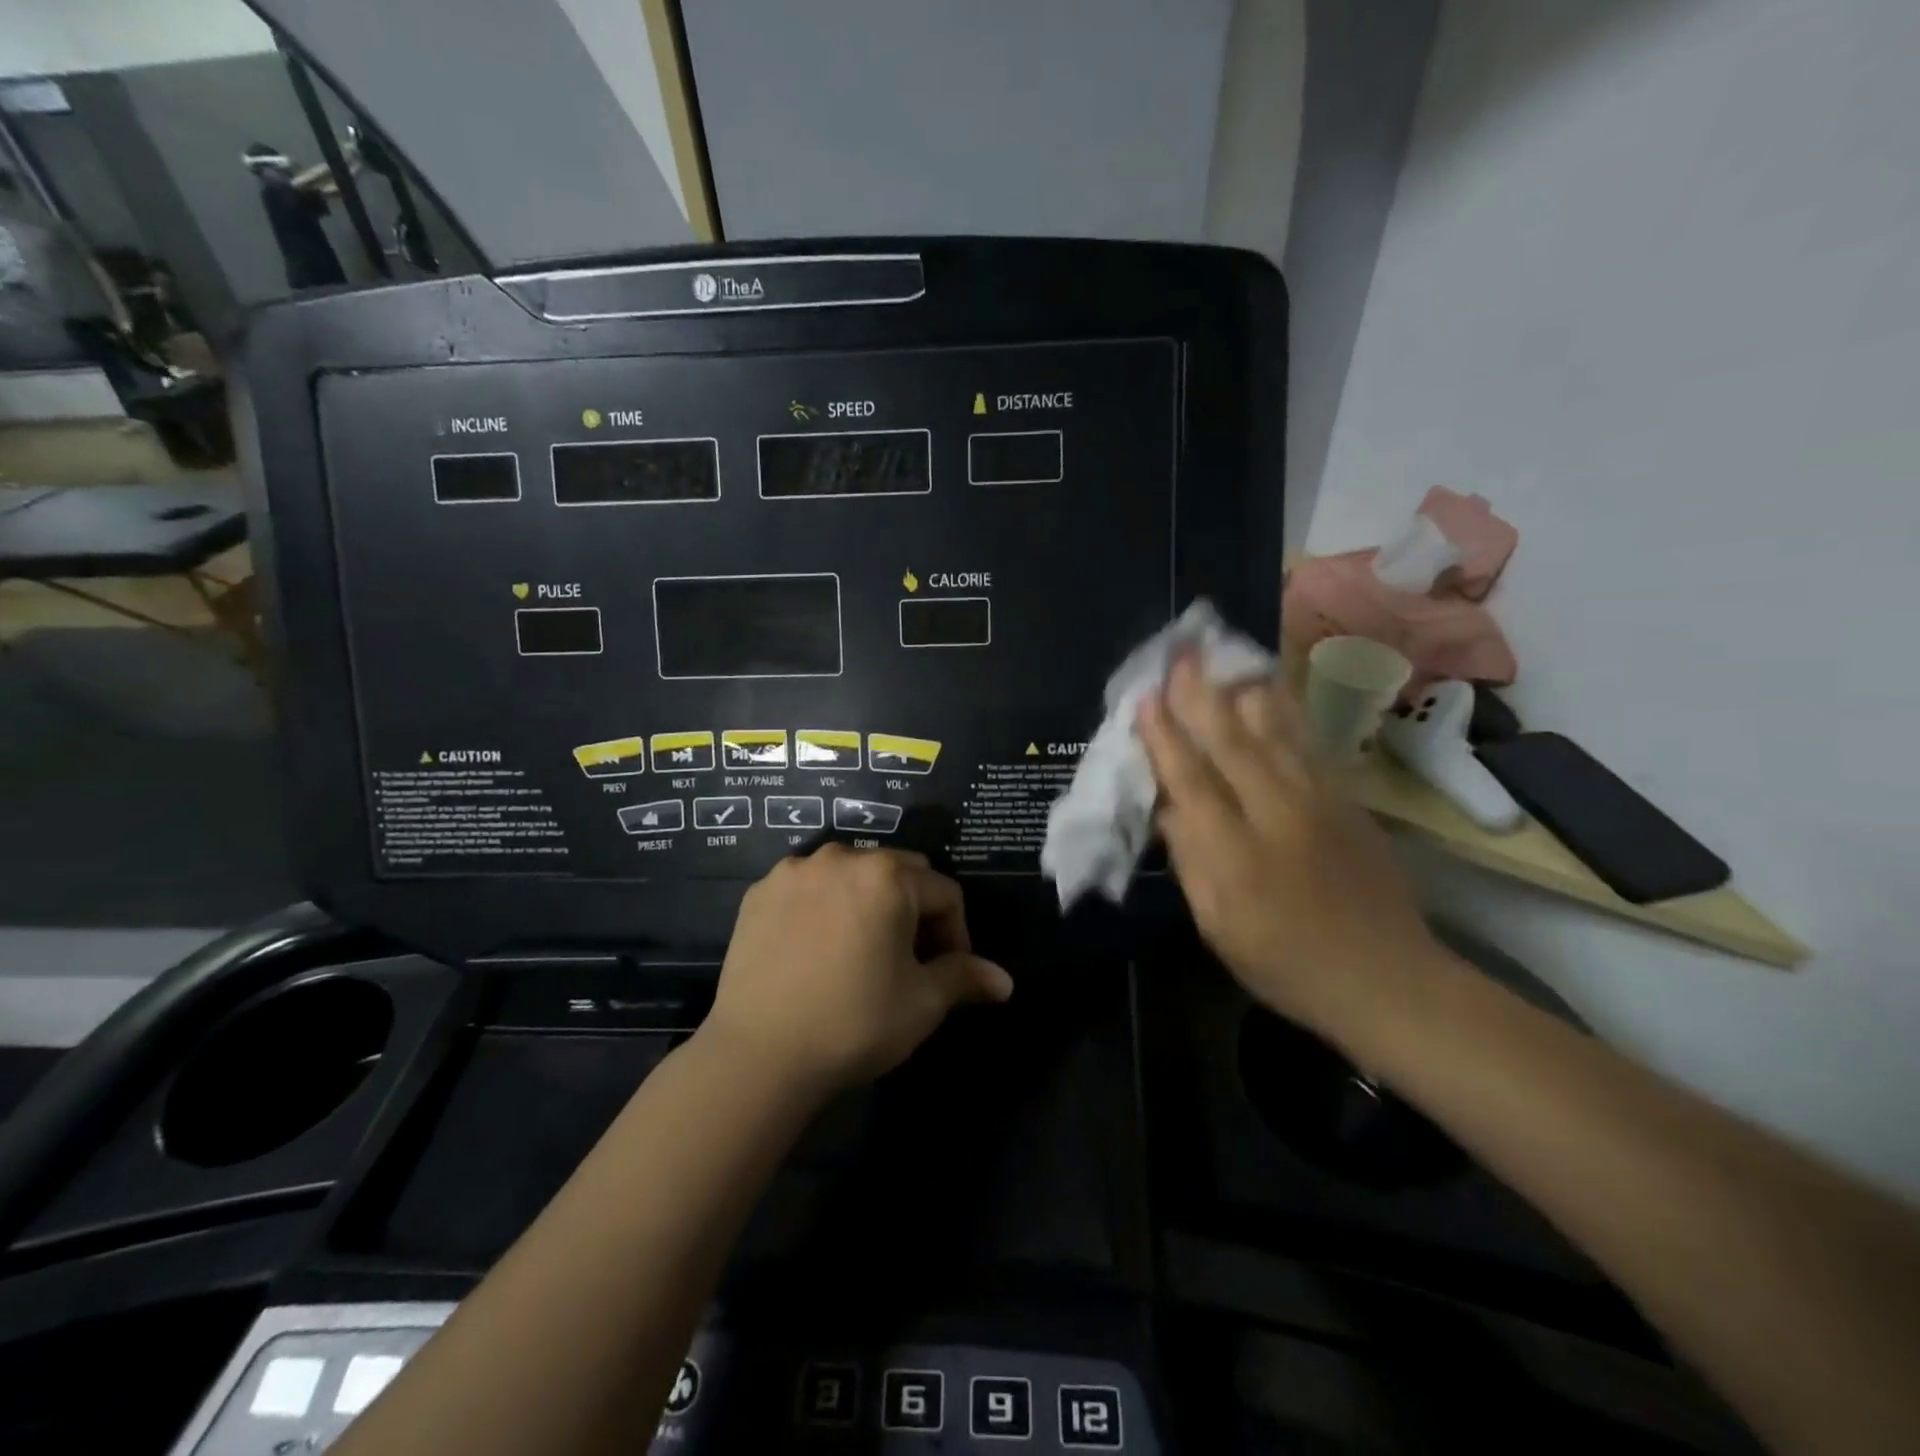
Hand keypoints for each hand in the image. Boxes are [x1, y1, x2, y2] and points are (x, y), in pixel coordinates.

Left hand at [701, 846, 1013, 1093]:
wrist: (759, 1054)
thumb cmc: (854, 1022)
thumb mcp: (921, 1002)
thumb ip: (965, 977)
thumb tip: (1006, 982)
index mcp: (888, 876)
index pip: (944, 893)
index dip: (956, 933)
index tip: (948, 972)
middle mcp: (842, 858)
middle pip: (899, 873)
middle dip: (914, 910)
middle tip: (908, 959)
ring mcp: (795, 871)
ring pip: (851, 875)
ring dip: (867, 903)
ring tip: (861, 951)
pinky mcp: (760, 892)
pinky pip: (809, 887)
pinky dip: (823, 907)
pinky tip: (816, 949)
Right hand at [1137, 657, 1439, 1035]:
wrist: (1386, 978)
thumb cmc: (1285, 962)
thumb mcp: (1217, 925)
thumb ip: (1190, 860)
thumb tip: (1166, 804)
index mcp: (1236, 857)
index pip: (1192, 783)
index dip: (1164, 739)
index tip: (1145, 699)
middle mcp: (1277, 817)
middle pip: (1232, 744)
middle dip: (1200, 696)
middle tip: (1179, 654)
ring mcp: (1319, 803)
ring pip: (1274, 733)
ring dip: (1242, 690)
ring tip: (1222, 655)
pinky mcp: (1347, 800)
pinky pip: (1307, 744)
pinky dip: (1283, 711)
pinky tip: (1268, 689)